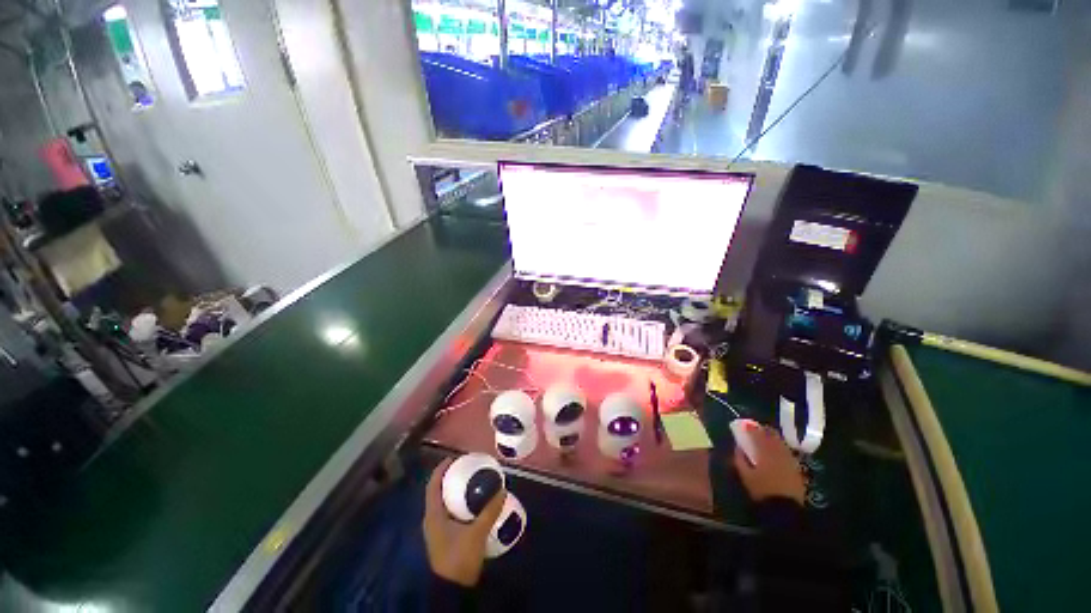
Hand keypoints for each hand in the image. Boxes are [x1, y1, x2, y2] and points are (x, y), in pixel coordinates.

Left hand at [423, 458, 506, 586]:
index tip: (454, 458)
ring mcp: (437, 530)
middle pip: (438, 492)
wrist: (451, 589)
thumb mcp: (477, 533)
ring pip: (443, 503)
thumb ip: (489, 511)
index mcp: (433, 515)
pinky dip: (458, 503)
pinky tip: (472, 505)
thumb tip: (501, 490)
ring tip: (471, 482)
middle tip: (467, 468)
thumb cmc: (459, 558)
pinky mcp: (443, 537)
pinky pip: (448, 512)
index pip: (433, 485)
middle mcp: (432, 519)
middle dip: (451, 478)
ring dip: (455, 491)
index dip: (441, 469)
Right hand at [732, 425, 805, 505]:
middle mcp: (778, 451)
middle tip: (756, 429)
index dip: (750, 428)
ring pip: (781, 442)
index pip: (757, 434)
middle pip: (772, 435)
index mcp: (764, 451)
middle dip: (763, 430)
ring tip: (766, 437)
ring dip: (773, 437)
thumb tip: (738, 447)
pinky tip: (776, 450)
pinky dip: (780, 446)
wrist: (785, 509)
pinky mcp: (796, 467)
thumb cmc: (762, 490)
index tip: (744, 425)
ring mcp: (789, 459)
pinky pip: (787, 451)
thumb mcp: (745, 475)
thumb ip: (740, 458)